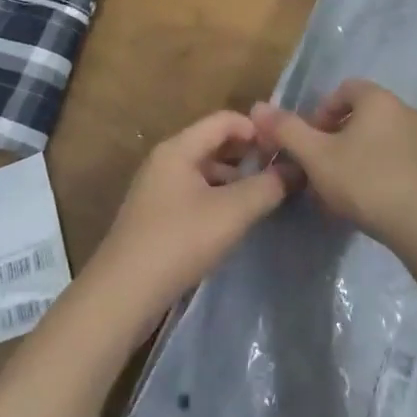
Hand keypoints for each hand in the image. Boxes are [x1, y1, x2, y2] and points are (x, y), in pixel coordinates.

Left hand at [84, 111, 292, 336]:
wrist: (122, 295)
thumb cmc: (178, 242)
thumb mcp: (231, 212)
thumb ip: (267, 187)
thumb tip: (295, 170)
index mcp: (179, 148)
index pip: (225, 120)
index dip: (257, 130)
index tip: (285, 150)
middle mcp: (165, 161)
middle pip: (214, 144)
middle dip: (248, 156)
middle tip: (281, 174)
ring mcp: (157, 189)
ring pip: (205, 171)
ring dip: (234, 180)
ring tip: (264, 199)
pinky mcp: (155, 217)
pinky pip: (194, 194)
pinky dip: (218, 199)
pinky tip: (234, 222)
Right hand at [251, 81, 416, 253]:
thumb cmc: (368, 182)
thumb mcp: (317, 157)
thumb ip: (287, 130)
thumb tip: (257, 107)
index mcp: (378, 99)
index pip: (343, 89)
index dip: (320, 113)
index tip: (309, 143)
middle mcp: (405, 110)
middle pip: (362, 115)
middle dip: (336, 139)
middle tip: (320, 169)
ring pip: (380, 140)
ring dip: (357, 157)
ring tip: (342, 191)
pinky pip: (399, 160)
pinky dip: (380, 172)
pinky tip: (371, 203)